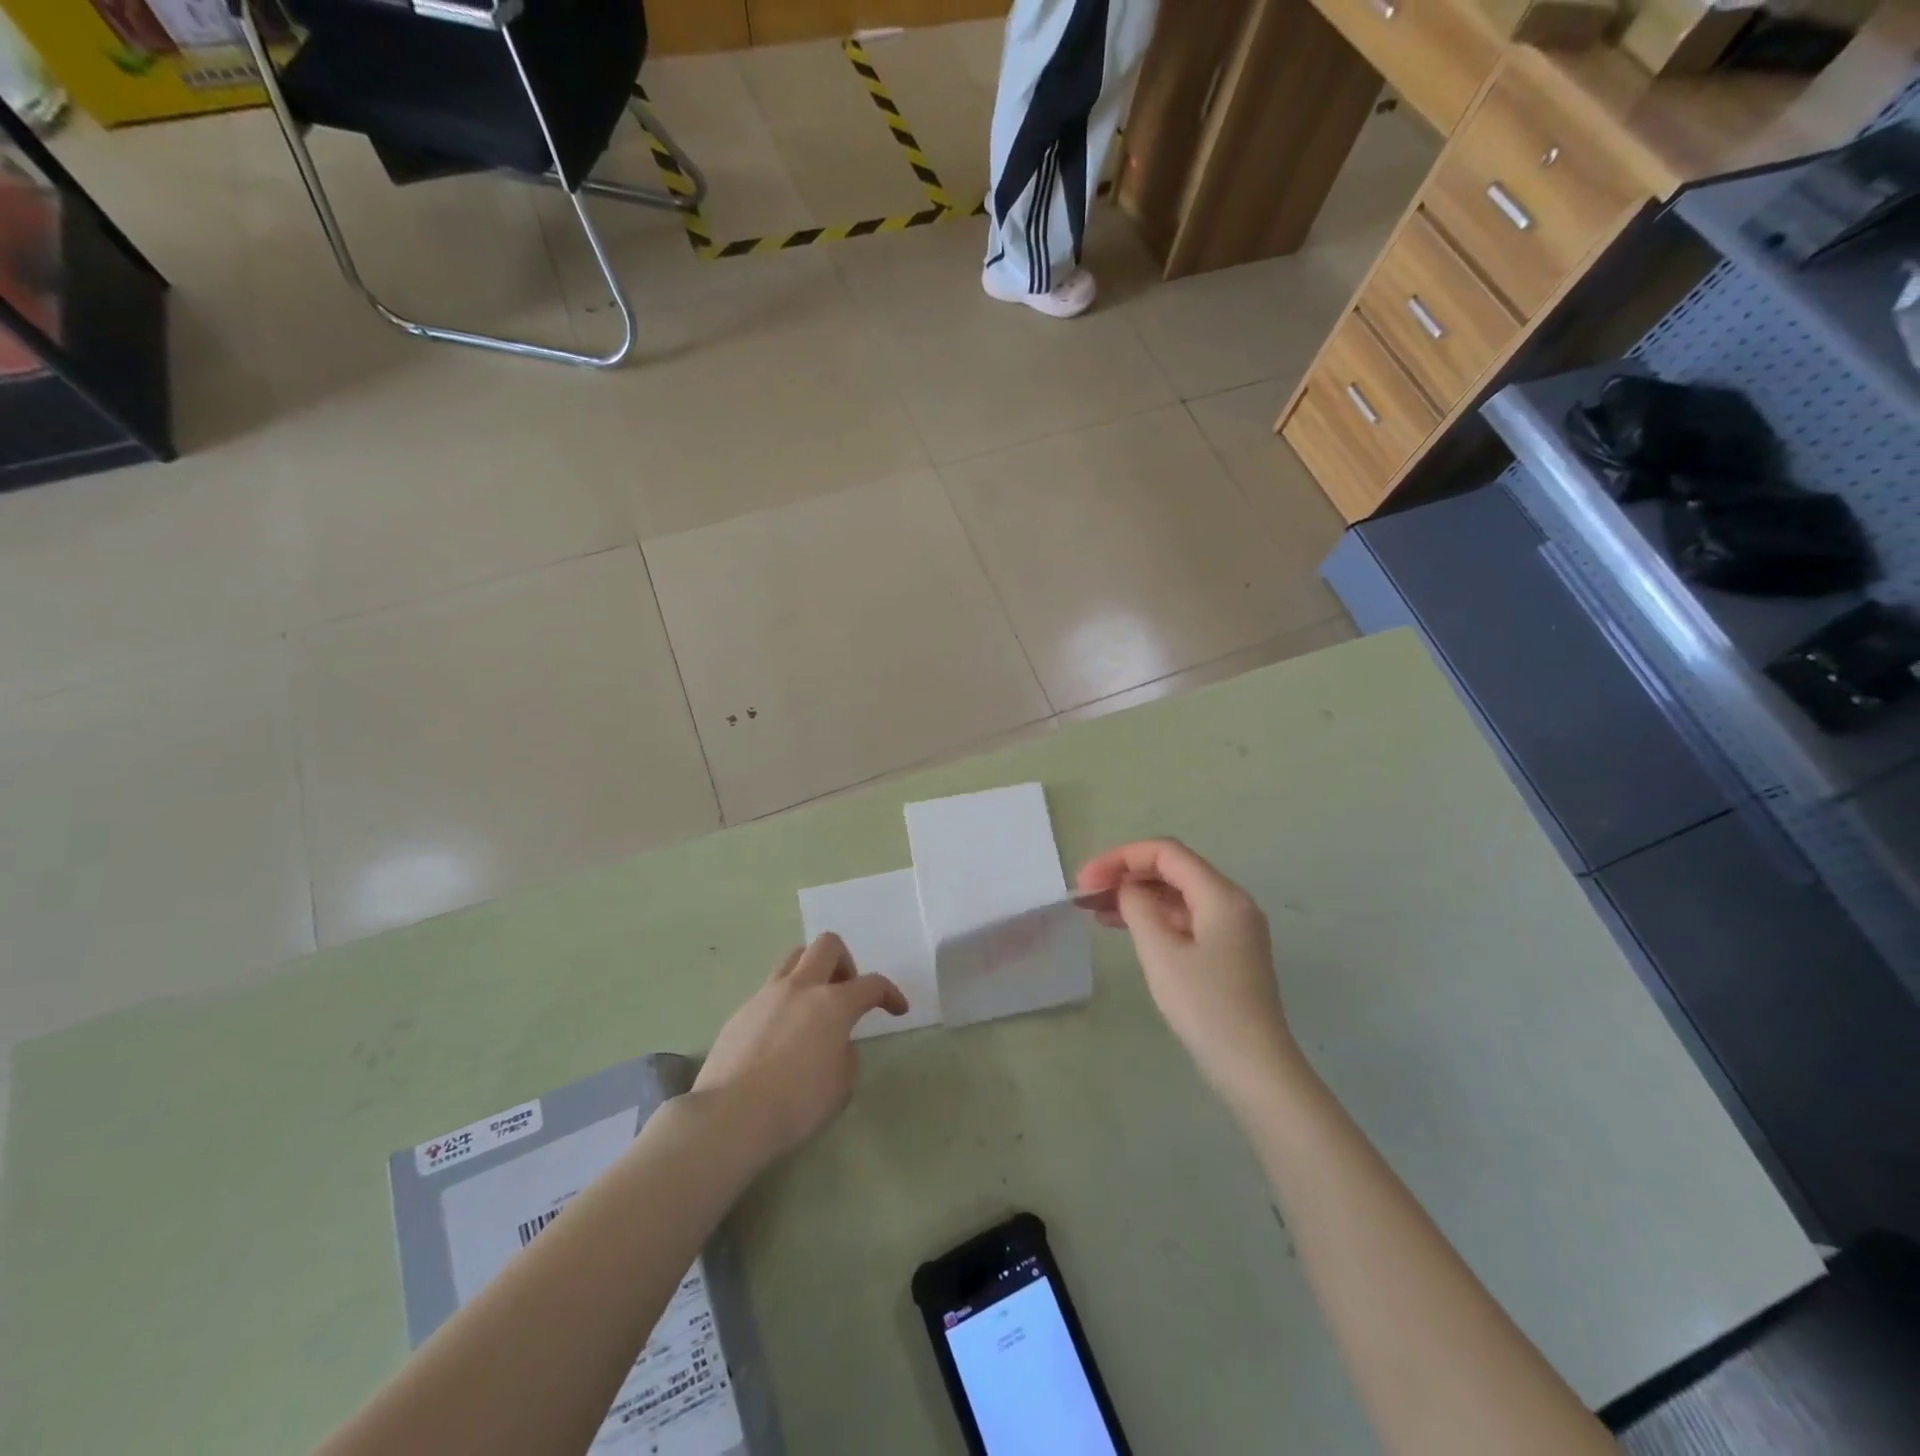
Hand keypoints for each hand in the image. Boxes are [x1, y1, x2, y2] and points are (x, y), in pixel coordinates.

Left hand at [693, 933, 906, 1162]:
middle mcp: (801, 988)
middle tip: (846, 992)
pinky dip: (785, 1001)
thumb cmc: (796, 1103)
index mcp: (833, 1003)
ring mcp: (766, 995)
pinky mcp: (741, 1011)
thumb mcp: (841, 1085)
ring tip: (813, 1006)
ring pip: (794, 959)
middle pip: (827, 945)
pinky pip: (770, 990)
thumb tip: (833, 1042)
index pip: (872, 984)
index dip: (890, 994)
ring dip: (812, 972)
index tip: (897, 1009)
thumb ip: (844, 1052)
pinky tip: (781, 1035)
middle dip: (845, 963)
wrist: (730, 1116)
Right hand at [1076, 839, 1297, 1112]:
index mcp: (1220, 895)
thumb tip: (1127, 889)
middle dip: (1126, 874)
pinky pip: (1184, 919)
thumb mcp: (1162, 953)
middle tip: (1085, 892)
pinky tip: (1123, 928)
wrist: (1255, 1068)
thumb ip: (1138, 909)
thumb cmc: (1206, 1007)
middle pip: (1171, 870)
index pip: (1165, 853)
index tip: (1086, 879)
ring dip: (1136, 896)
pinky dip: (1153, 917)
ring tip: (1094, 909)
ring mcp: (1231, 928)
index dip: (1121, 857)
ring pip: (1176, 895)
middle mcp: (1230, 903)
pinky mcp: (1226, 952)